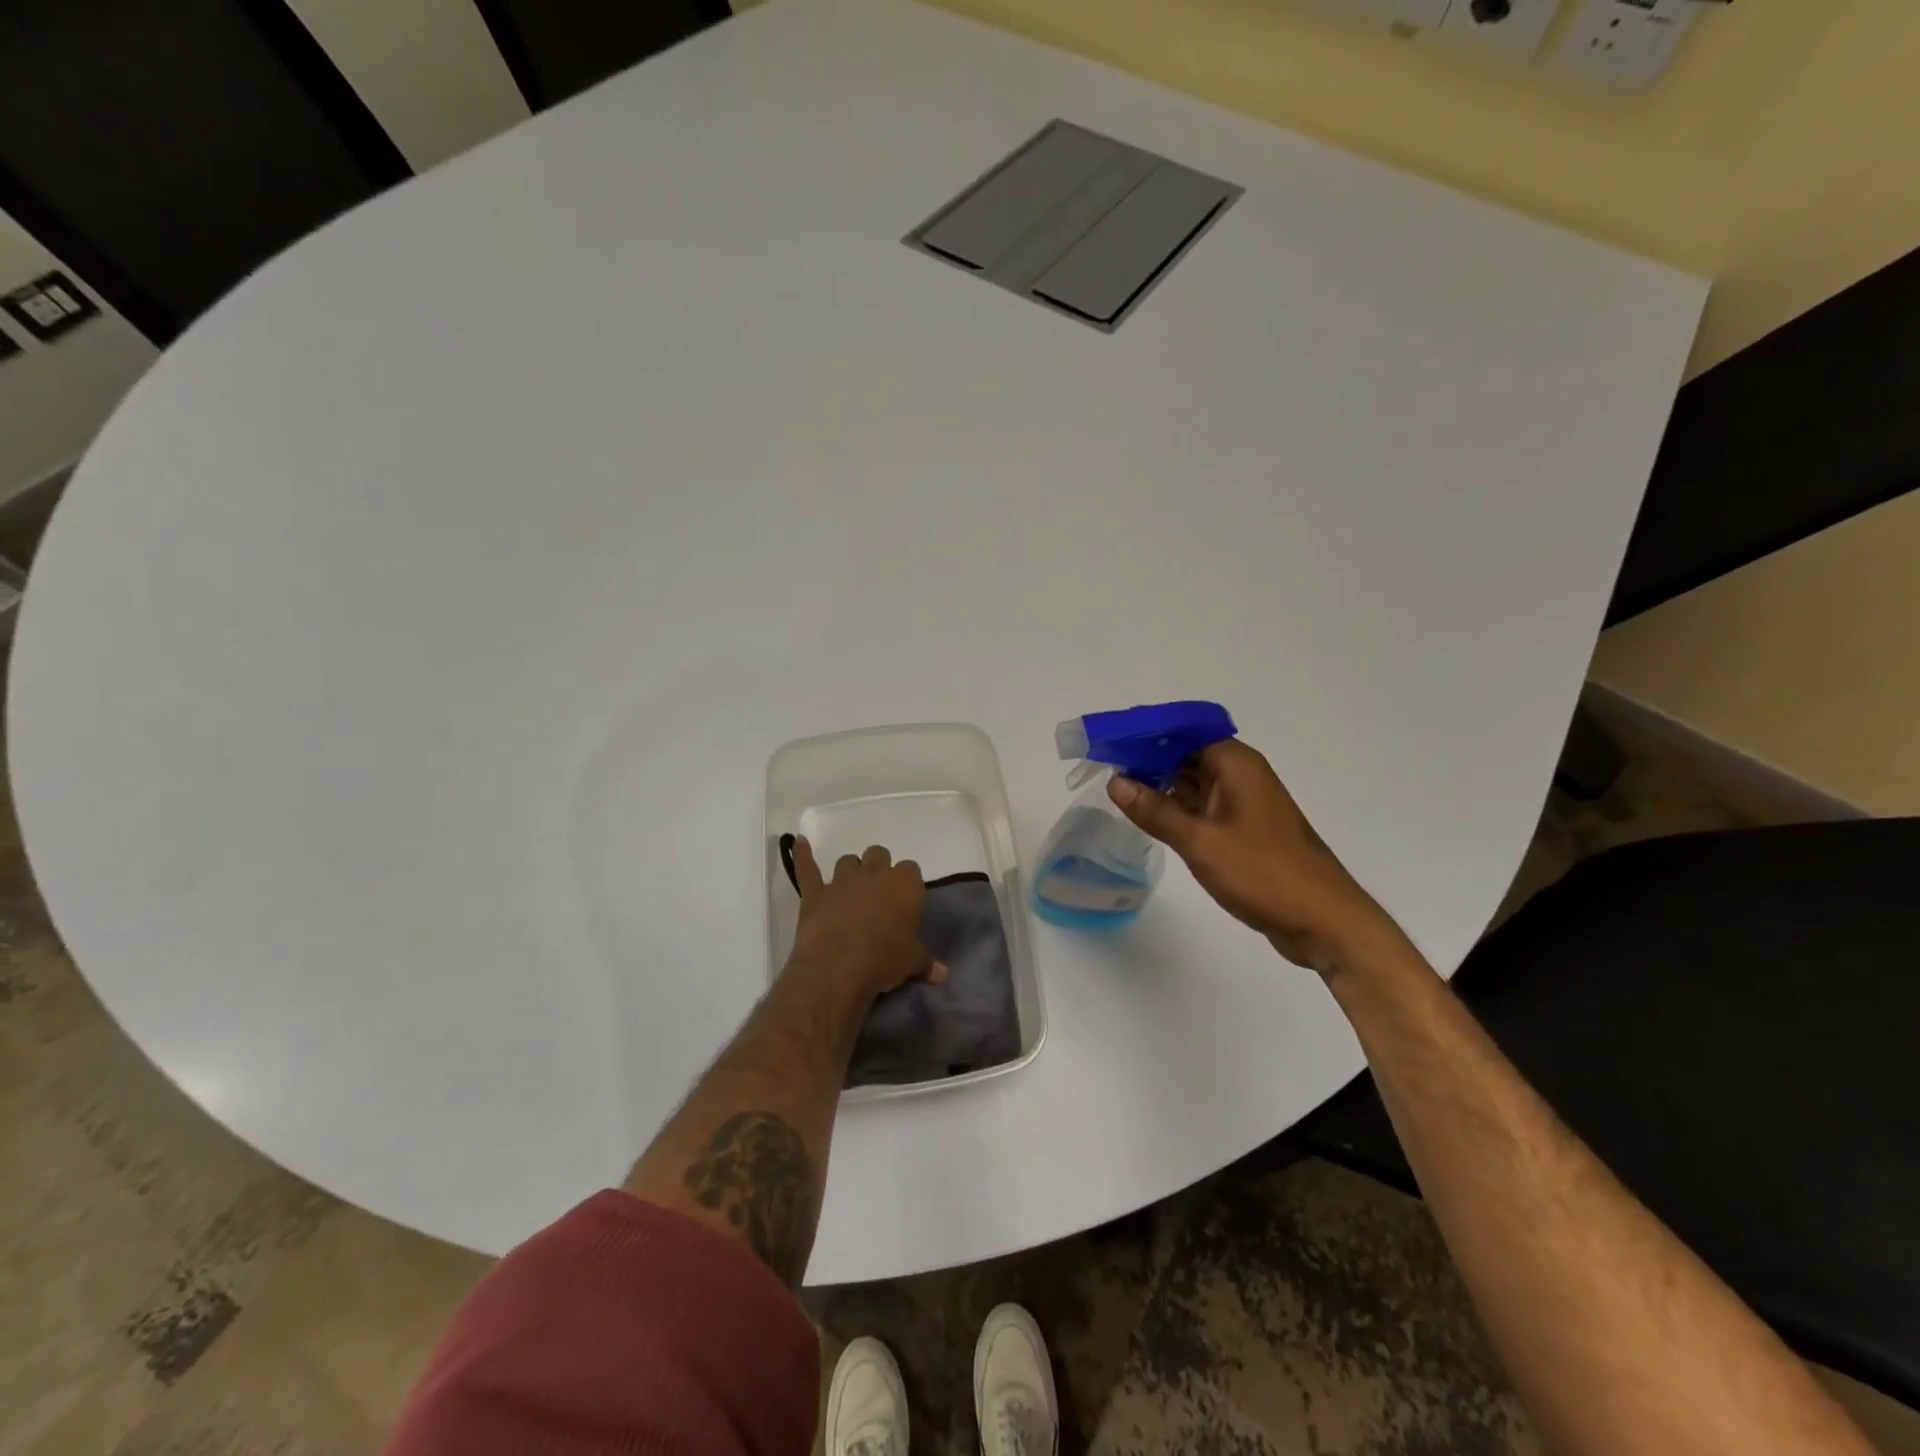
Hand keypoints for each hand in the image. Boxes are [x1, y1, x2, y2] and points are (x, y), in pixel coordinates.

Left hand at [787, 838, 947, 996]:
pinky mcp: (815, 892)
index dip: (907, 882)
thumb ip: (926, 963)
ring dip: (851, 870)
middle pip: (879, 854)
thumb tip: (944, 974)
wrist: (840, 965)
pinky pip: (807, 867)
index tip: (905, 899)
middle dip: (879, 868)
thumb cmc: (885, 959)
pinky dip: (802, 855)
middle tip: (879, 892)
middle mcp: (875, 874)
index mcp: (905, 885)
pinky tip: (798, 843)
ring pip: (848, 861)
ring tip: (851, 888)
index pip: (911, 869)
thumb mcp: (912, 963)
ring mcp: (842, 880)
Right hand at [1107, 740, 1401, 977]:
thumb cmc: (1264, 873)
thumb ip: (1156, 811)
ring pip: (1191, 780)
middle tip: (1101, 764)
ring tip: (1114, 788)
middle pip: (1184, 752)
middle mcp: (1239, 775)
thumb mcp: (1201, 842)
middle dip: (1145, 757)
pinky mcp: (1241, 828)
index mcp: (1235, 764)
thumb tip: (1116, 782)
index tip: (1108, 739)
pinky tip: (1146, 815)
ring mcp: (1241, 802)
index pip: (1182, 730)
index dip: (1145, 731)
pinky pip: (1200, 806)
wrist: (1323, 921)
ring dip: (1158, 782)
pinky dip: (1174, 806)